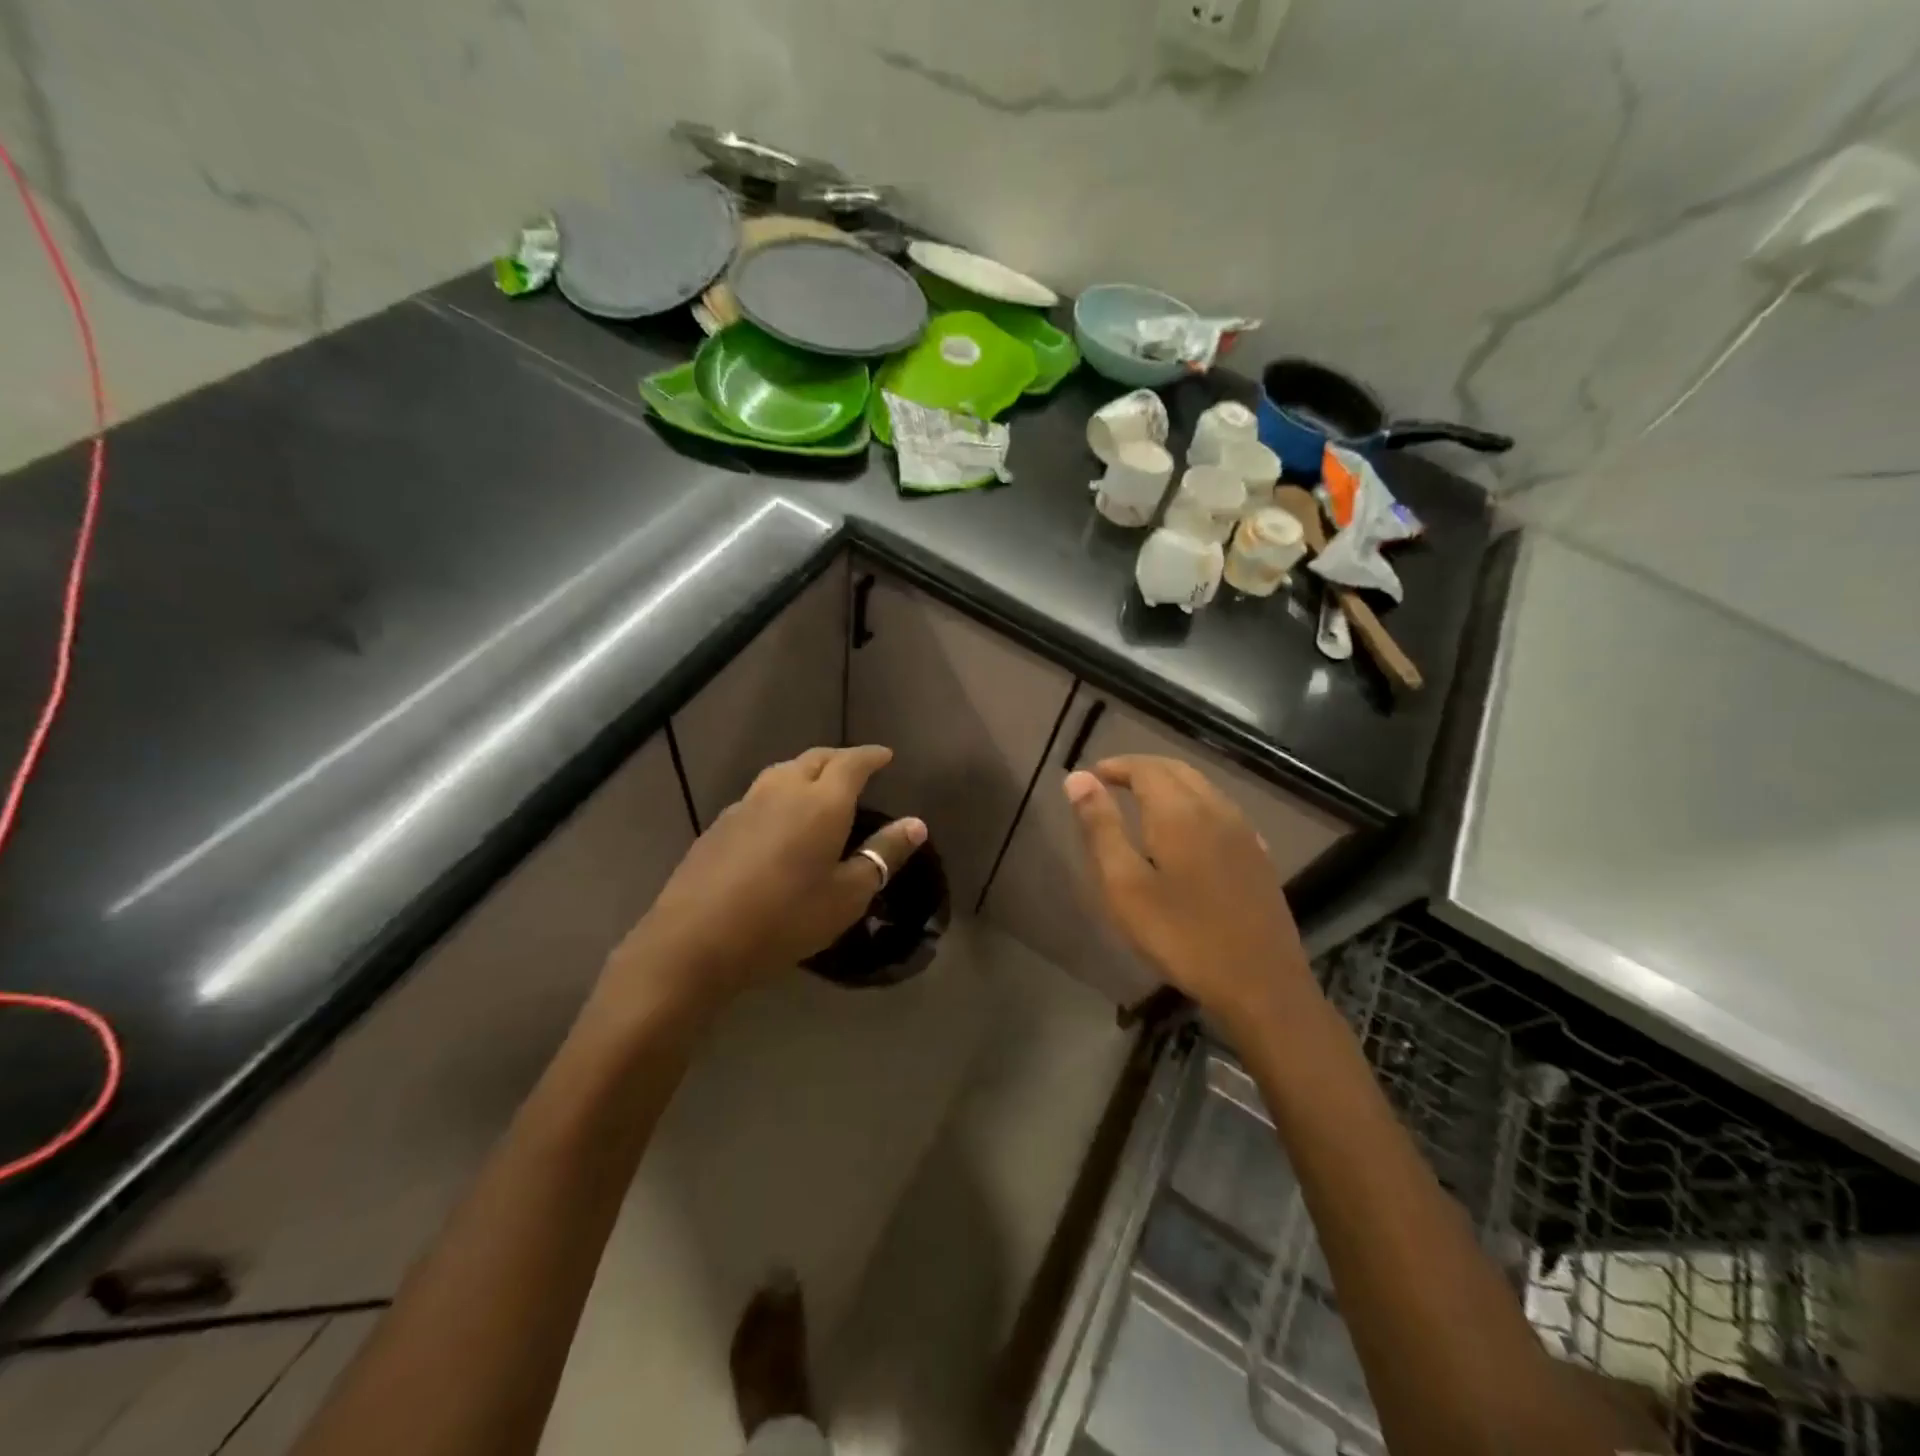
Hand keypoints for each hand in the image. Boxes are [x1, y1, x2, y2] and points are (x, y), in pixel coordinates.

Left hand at [604, 746, 924, 1024]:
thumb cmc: (785, 918)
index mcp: (821, 802)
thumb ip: (883, 854)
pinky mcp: (720, 825)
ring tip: (819, 788)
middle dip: (840, 759)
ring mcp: (746, 804)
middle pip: (815, 759)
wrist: (696, 940)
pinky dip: (780, 795)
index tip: (885, 756)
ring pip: (783, 772)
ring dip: (806, 772)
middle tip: (856, 769)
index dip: (871, 756)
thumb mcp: (847, 895)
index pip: (852, 763)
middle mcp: (783, 790)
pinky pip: (759, 795)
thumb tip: (916, 824)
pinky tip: (779, 821)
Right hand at [1064, 755, 1311, 1030]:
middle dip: (1141, 769)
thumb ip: (1100, 828)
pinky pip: (1220, 810)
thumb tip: (1078, 778)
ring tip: (1140, 800)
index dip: (1116, 766)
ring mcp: (1243, 832)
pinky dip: (1193, 803)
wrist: (1260, 984)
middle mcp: (1215, 809)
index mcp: (1179, 811)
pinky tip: (1187, 829)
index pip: (1144, 768)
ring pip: (1202, 787)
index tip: (1091, 776)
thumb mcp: (1125, 886)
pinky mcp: (1258, 856)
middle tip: (1111, 781)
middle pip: (1176, 770)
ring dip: (1168, 783)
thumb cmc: (1181, 936)